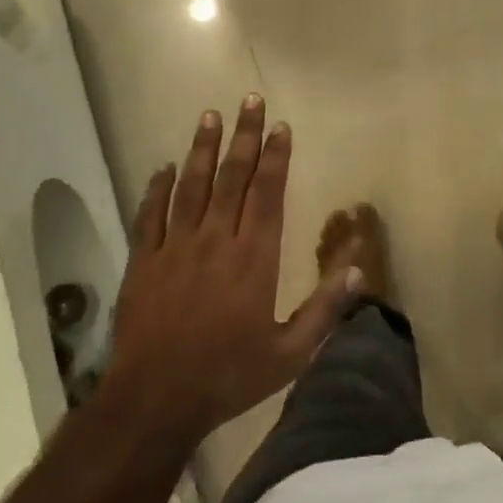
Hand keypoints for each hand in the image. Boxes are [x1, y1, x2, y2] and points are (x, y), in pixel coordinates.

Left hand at [105, 95, 357, 446]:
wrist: (155, 402)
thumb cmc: (228, 376)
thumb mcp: (289, 353)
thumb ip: (325, 309)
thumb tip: (358, 270)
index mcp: (253, 258)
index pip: (267, 193)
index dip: (275, 157)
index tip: (280, 126)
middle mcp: (216, 241)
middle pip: (232, 178)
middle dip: (243, 136)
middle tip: (249, 100)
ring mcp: (175, 248)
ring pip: (191, 186)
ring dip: (202, 150)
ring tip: (209, 116)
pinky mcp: (143, 263)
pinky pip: (150, 216)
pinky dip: (156, 190)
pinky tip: (163, 168)